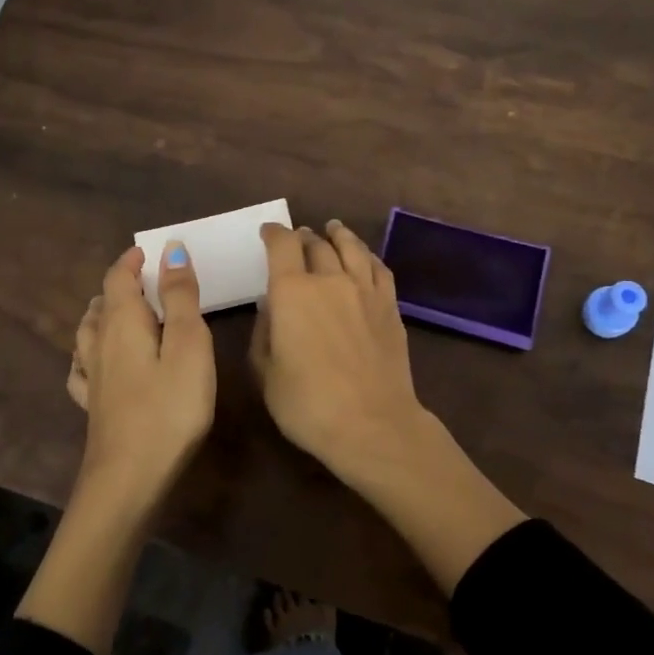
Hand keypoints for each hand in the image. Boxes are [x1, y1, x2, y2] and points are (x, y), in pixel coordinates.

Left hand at [64, 241, 215, 518]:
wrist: (129, 478)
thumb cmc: (169, 408)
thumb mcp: (188, 345)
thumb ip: (180, 296)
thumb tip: (170, 249)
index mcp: (123, 323)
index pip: (119, 279)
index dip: (131, 261)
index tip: (148, 251)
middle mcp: (99, 344)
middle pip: (102, 303)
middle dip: (119, 285)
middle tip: (142, 279)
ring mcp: (91, 377)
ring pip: (87, 333)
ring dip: (101, 314)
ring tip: (116, 310)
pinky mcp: (92, 406)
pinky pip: (82, 367)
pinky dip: (88, 352)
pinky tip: (92, 361)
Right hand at [251, 219, 526, 593]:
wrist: (372, 424)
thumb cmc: (308, 404)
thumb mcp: (265, 373)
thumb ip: (263, 333)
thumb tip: (271, 308)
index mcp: (292, 291)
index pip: (282, 245)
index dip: (273, 233)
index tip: (268, 232)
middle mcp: (329, 279)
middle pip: (316, 244)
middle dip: (303, 237)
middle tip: (298, 238)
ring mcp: (365, 290)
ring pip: (351, 248)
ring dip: (339, 235)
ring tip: (333, 229)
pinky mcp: (390, 306)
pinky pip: (378, 268)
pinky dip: (367, 256)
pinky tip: (364, 258)